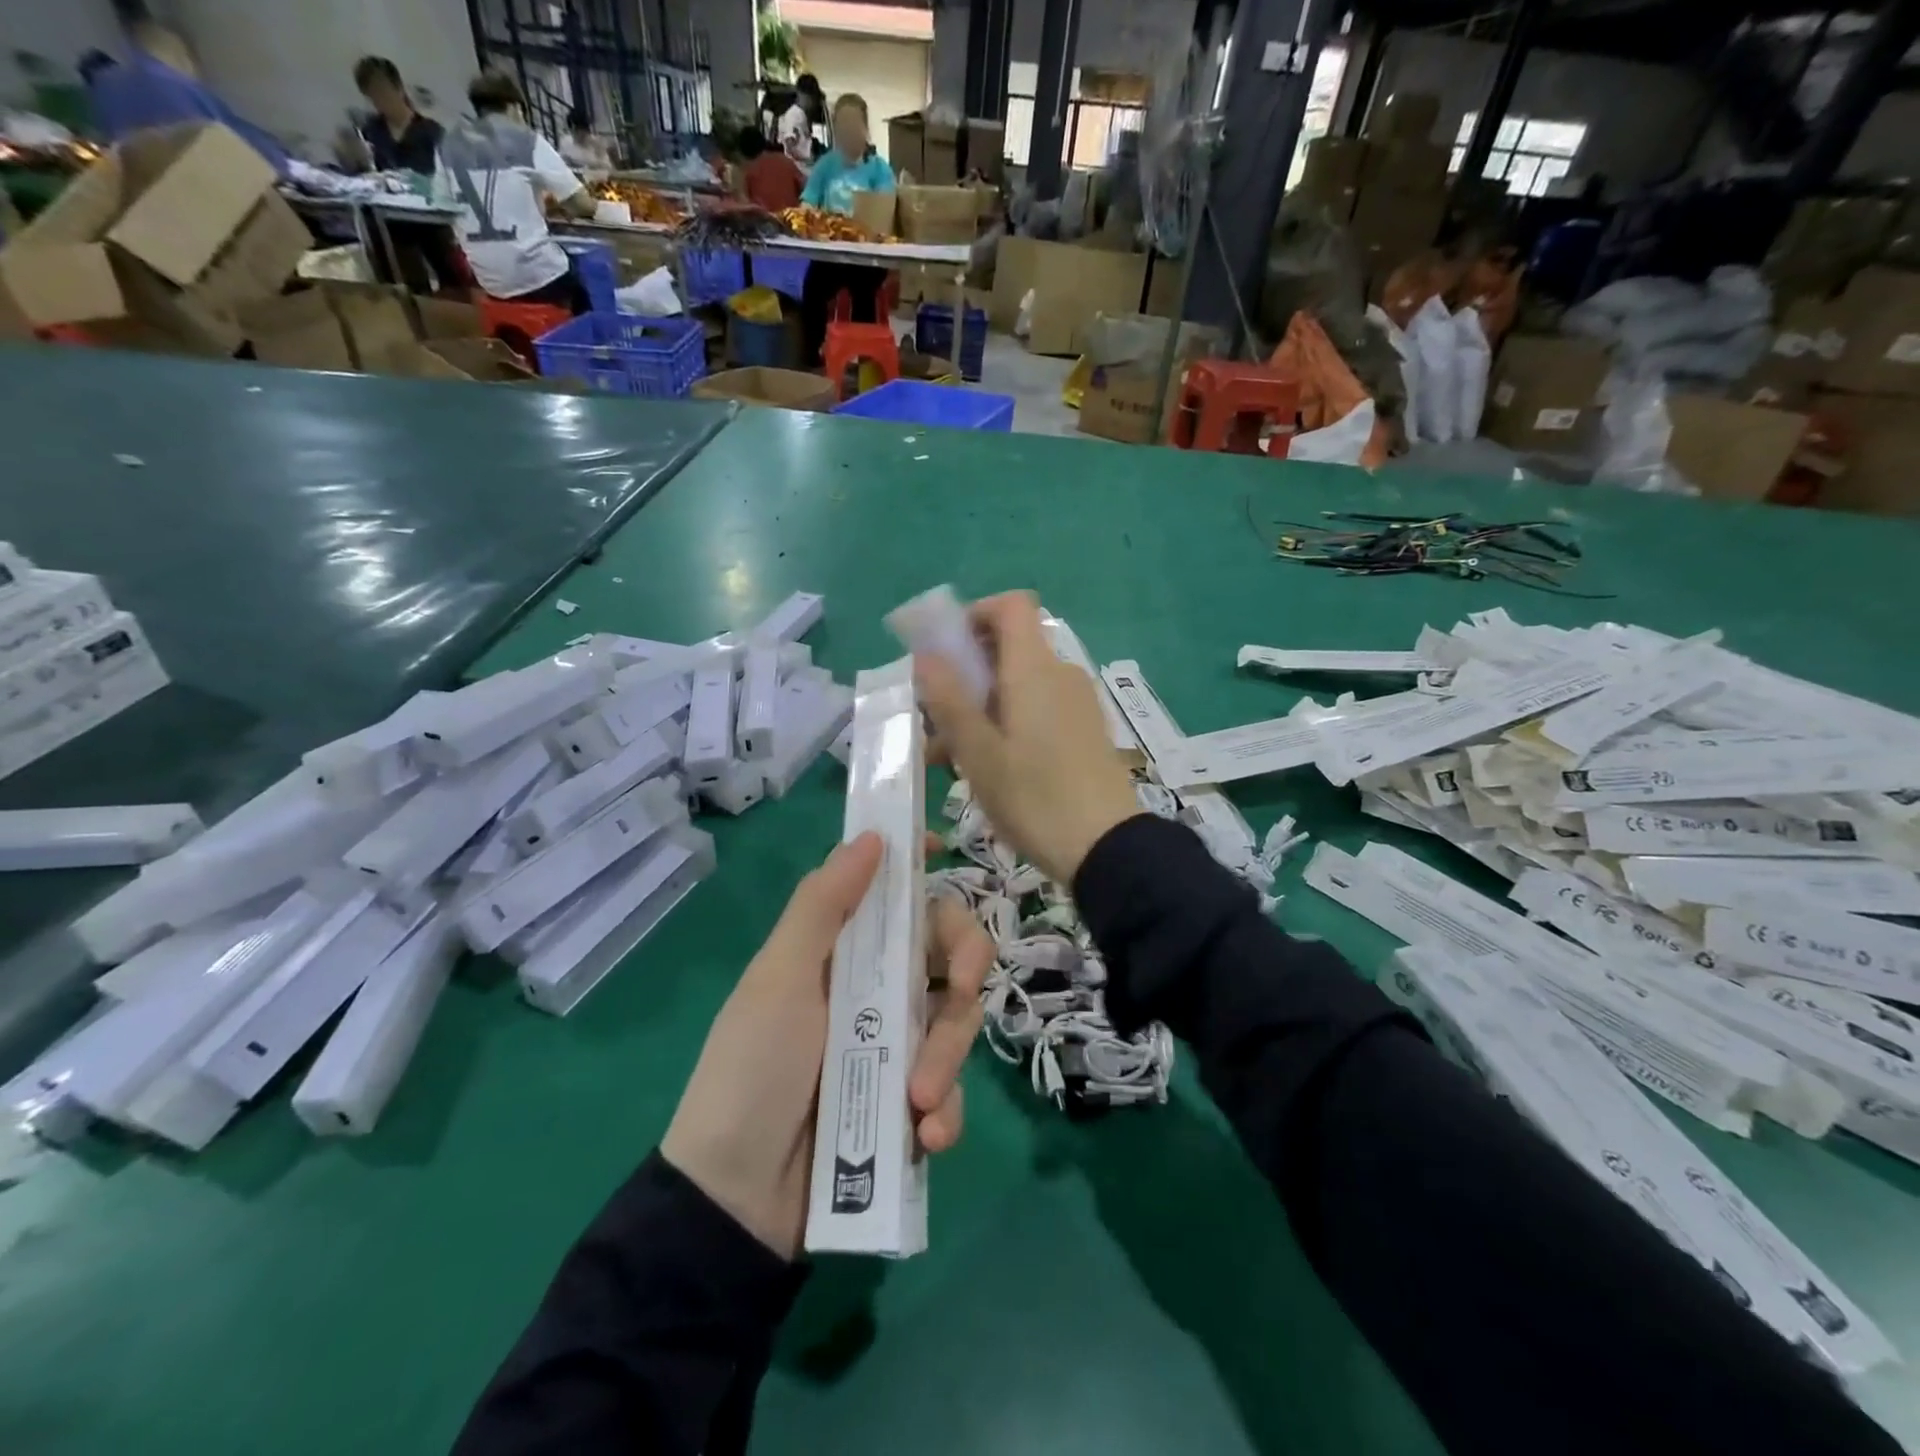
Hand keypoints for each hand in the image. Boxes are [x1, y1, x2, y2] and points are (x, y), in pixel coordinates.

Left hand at [660, 833, 991, 1259]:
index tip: (944, 852)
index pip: (893, 896)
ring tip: (918, 1101)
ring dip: (948, 1058)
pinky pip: (951, 1092)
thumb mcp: (778, 980)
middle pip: (945, 951)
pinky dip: (946, 1112)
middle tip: (958, 989)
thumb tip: (871, 835)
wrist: (735, 1200)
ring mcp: (896, 1048)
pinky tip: (924, 1136)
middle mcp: (876, 990)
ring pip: (956, 1022)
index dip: (920, 869)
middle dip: (963, 965)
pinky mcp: (909, 1104)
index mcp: (843, 953)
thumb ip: (822, 907)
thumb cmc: (751, 1071)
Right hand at [915, 592, 1139, 883]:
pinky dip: (1006, 722)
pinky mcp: (1084, 730)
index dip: (974, 615)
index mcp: (1034, 669)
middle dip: (965, 674)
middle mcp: (1060, 674)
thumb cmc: (1034, 797)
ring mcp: (1076, 703)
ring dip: (979, 707)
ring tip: (947, 757)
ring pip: (1018, 685)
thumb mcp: (978, 752)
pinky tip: (986, 768)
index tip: (945, 653)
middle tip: (934, 718)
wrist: (1107, 848)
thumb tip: (926, 655)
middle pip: (1008, 648)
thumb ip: (948, 699)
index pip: (1010, 606)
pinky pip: (1037, 708)